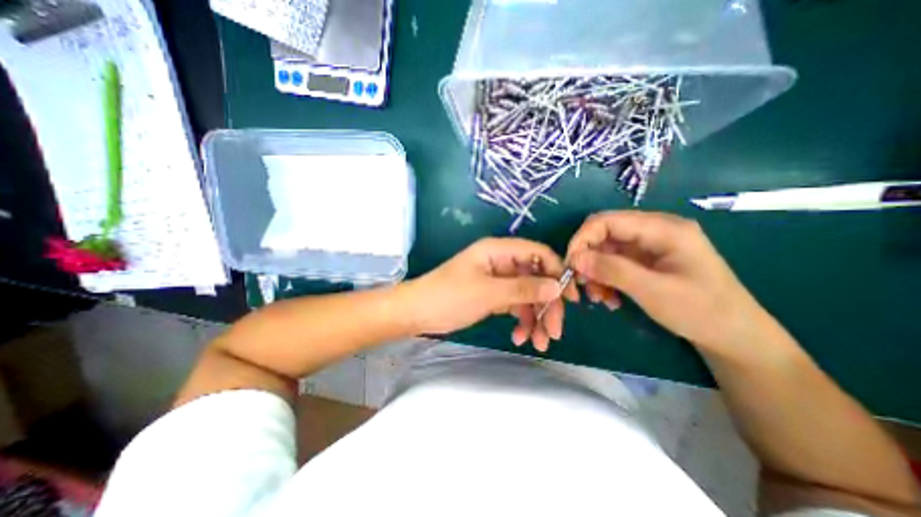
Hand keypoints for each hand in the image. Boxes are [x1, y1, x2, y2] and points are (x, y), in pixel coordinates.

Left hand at [407, 239, 576, 351]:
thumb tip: (557, 286)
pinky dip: (520, 320)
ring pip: (526, 295)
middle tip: (553, 333)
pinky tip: (519, 337)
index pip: (538, 254)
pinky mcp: (492, 295)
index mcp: (498, 251)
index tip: (571, 298)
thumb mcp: (488, 293)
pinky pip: (514, 305)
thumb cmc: (449, 297)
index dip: (557, 272)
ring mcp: (497, 280)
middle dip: (546, 305)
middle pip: (535, 278)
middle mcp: (500, 262)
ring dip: (535, 318)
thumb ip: (524, 288)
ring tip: (538, 343)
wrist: (418, 312)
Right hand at [569, 211, 770, 355]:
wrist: (735, 337)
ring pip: (606, 250)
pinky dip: (605, 278)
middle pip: (605, 234)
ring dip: (595, 272)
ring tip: (598, 297)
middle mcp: (654, 231)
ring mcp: (650, 246)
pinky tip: (609, 298)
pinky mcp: (647, 261)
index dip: (582, 239)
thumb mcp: (653, 291)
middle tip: (581, 285)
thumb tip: (575, 258)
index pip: (607, 220)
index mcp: (663, 228)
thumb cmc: (702, 312)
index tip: (570, 265)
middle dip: (588, 258)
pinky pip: (615, 263)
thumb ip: (612, 270)